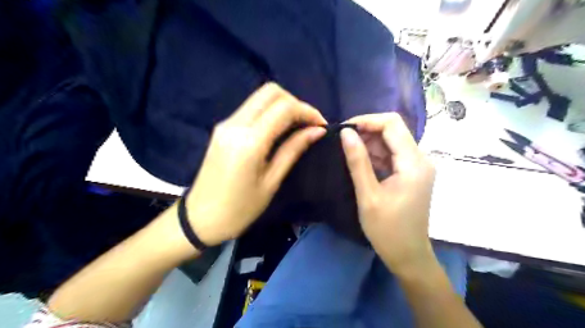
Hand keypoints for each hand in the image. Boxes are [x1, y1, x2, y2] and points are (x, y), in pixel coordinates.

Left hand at [186, 82, 326, 245]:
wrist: (200, 218)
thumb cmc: (240, 208)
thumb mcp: (271, 181)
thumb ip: (293, 150)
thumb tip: (317, 131)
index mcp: (249, 141)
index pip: (284, 108)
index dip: (308, 111)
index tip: (321, 125)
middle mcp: (235, 124)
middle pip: (270, 92)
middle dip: (295, 102)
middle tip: (308, 124)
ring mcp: (226, 123)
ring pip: (260, 97)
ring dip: (282, 106)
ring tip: (297, 126)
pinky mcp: (222, 128)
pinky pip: (251, 108)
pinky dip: (269, 112)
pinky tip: (278, 129)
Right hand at [342, 114, 436, 274]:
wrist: (408, 255)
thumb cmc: (387, 230)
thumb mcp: (368, 195)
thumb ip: (357, 161)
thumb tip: (345, 132)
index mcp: (414, 163)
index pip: (392, 124)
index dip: (367, 121)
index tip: (344, 129)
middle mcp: (420, 159)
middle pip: (393, 130)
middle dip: (367, 131)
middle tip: (343, 142)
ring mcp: (417, 166)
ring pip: (391, 141)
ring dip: (369, 143)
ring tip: (348, 152)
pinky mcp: (412, 173)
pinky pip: (392, 154)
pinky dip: (375, 154)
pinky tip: (360, 162)